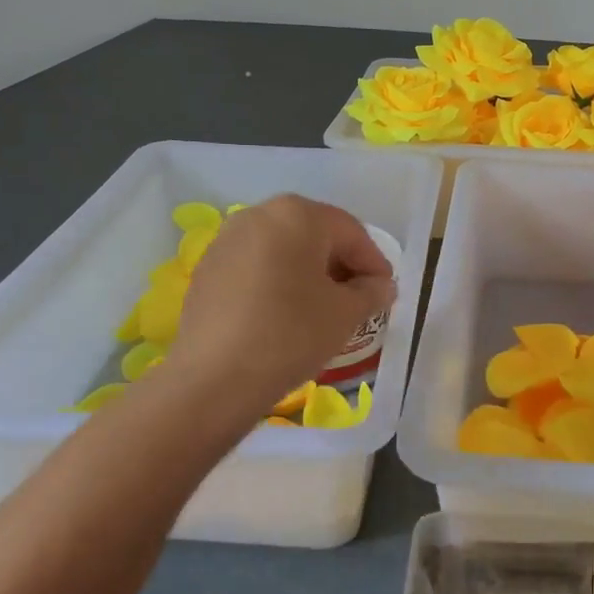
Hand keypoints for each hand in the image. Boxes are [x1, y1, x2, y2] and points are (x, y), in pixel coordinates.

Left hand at [165, 195, 396, 417]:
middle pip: (315, 235)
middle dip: (340, 265)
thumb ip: (371, 292)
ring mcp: (227, 240)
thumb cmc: (290, 334)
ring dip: (308, 273)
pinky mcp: (207, 269)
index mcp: (298, 214)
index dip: (374, 262)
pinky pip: (256, 267)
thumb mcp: (345, 314)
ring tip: (322, 310)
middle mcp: (260, 214)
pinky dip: (277, 283)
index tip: (385, 291)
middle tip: (358, 299)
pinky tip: (284, 315)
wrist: (213, 378)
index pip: (351, 232)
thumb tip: (381, 286)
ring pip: (283, 250)